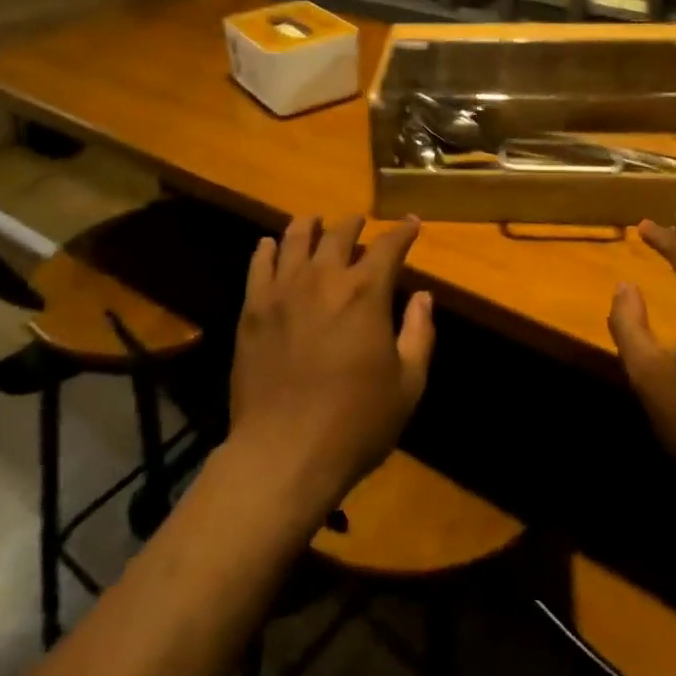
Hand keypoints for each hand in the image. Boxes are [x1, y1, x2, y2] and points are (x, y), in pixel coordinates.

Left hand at [228, 214, 433, 513]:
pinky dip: (267, 248)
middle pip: (339, 234)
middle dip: (354, 223)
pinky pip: (259, 264)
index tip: (411, 223)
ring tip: (315, 221)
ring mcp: (283, 291)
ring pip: (295, 239)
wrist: (283, 453)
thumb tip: (423, 296)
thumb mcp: (407, 384)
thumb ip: (419, 334)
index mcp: (365, 293)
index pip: (388, 247)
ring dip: (310, 225)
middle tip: (359, 222)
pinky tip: (271, 244)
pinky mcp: (253, 309)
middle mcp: (324, 279)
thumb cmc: (355, 423)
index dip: (402, 232)